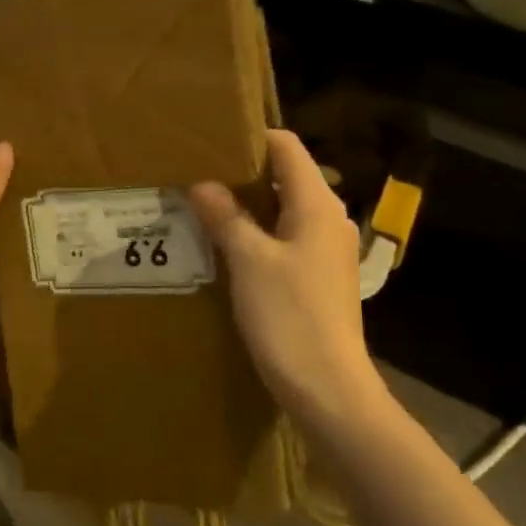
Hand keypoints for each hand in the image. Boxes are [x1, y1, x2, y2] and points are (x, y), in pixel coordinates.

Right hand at [190, 130, 381, 423]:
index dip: (252, 138)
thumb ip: (226, 217)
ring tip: (203, 206)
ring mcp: (325, 251)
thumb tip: (202, 183)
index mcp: (317, 205)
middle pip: (286, 177)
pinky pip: (283, 239)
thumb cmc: (289, 316)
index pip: (288, 148)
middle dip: (243, 172)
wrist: (327, 387)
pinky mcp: (317, 278)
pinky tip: (225, 246)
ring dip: (247, 205)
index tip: (211, 139)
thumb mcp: (249, 261)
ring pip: (283, 210)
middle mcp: (328, 220)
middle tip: (197, 173)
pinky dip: (256, 233)